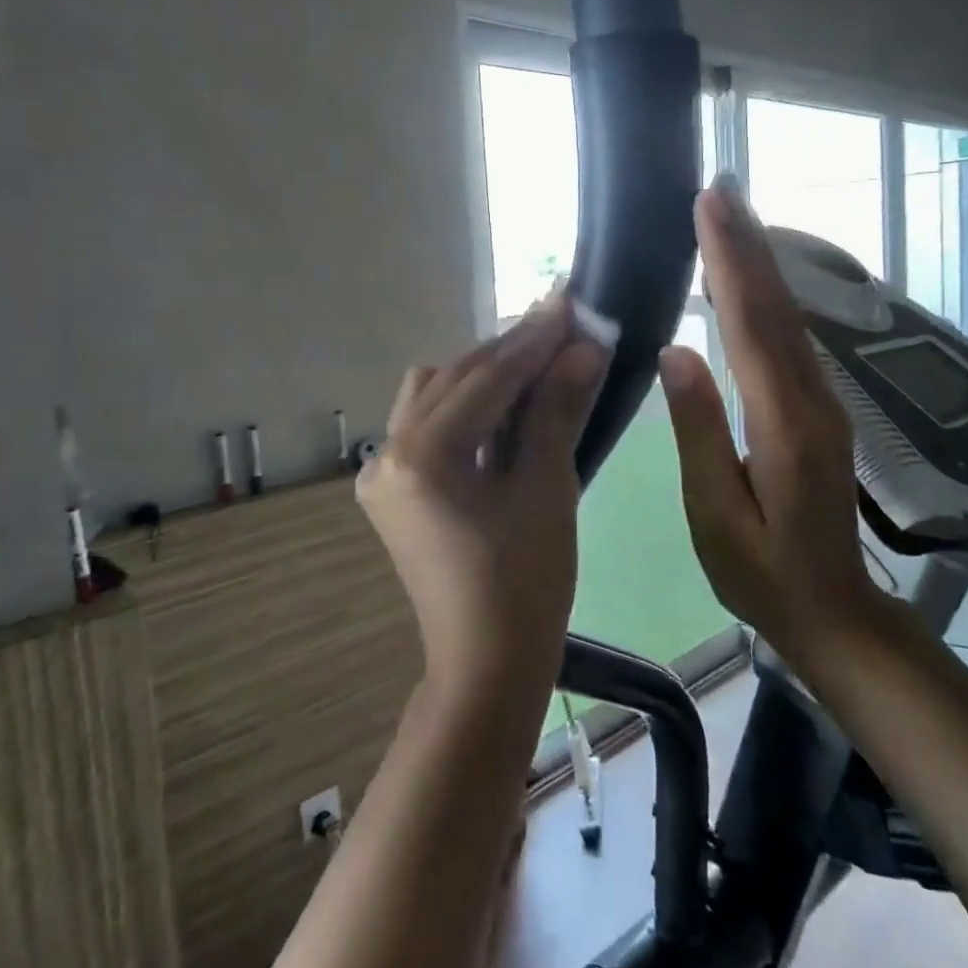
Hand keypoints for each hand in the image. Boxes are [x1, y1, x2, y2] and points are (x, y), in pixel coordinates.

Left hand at [359, 296, 609, 697]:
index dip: (532, 338)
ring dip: (484, 375)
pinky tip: (505, 404)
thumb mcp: (547, 490)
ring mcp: (382, 472)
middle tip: (563, 326)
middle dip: (509, 352)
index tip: (570, 300)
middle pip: (454, 378)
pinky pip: (428, 426)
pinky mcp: (392, 489)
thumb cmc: (526, 586)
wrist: (486, 666)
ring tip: (538, 363)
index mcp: (421, 456)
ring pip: (434, 395)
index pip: (484, 378)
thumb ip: (556, 410)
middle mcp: (387, 452)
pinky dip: (466, 407)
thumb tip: (584, 347)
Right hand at [659, 183, 877, 655]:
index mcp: (784, 425)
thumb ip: (699, 431)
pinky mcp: (819, 409)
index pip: (752, 327)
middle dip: (747, 245)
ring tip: (731, 217)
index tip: (709, 210)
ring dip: (761, 262)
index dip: (730, 264)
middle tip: (720, 189)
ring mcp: (822, 403)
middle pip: (777, 308)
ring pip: (789, 318)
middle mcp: (812, 401)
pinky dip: (769, 296)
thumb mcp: (716, 515)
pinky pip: (791, 338)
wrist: (834, 611)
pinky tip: (752, 278)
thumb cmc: (763, 574)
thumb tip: (676, 352)